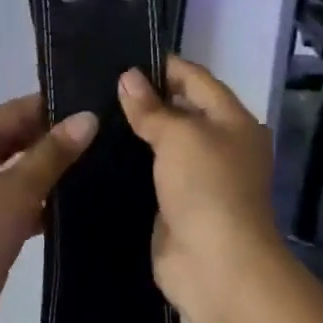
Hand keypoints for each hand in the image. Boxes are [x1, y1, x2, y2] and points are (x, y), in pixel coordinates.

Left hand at [0, 95, 96, 322]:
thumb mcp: (16, 190)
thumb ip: (53, 154)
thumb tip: (88, 118)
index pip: (16, 111)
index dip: (55, 107)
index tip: (100, 106)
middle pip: (20, 139)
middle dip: (59, 139)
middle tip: (111, 135)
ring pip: (24, 172)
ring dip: (57, 172)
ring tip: (108, 164)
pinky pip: (25, 202)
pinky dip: (48, 202)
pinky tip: (86, 204)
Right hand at [118, 59, 283, 322]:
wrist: (215, 264)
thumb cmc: (207, 187)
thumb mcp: (180, 136)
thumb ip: (152, 107)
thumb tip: (128, 77)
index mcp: (233, 121)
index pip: (196, 79)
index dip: (162, 66)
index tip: (120, 58)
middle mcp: (219, 145)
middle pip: (179, 111)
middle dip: (143, 99)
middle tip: (95, 85)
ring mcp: (196, 178)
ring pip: (161, 145)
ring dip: (132, 133)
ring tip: (89, 114)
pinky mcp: (174, 205)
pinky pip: (149, 175)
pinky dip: (127, 165)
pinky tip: (95, 153)